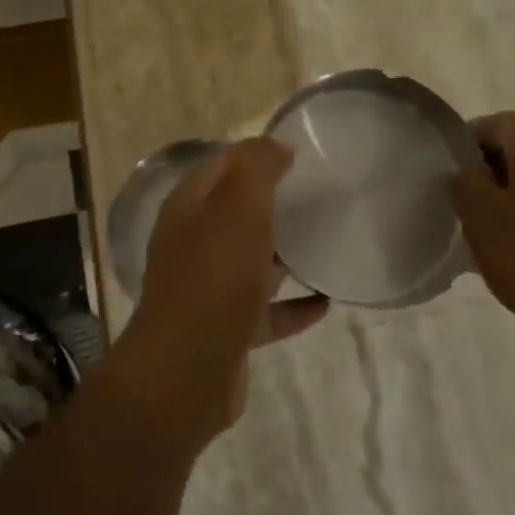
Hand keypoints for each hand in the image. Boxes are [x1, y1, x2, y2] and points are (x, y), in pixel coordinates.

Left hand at [112, 138, 328, 442]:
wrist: (187, 371)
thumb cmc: (214, 277)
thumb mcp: (238, 207)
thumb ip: (256, 168)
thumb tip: (276, 143)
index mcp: (189, 207)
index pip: (222, 165)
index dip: (255, 155)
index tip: (299, 153)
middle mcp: (194, 243)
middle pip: (236, 213)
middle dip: (273, 202)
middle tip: (320, 195)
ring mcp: (209, 288)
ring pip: (251, 261)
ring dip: (284, 254)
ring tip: (328, 243)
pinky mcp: (227, 329)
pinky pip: (266, 311)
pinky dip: (293, 305)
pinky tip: (325, 302)